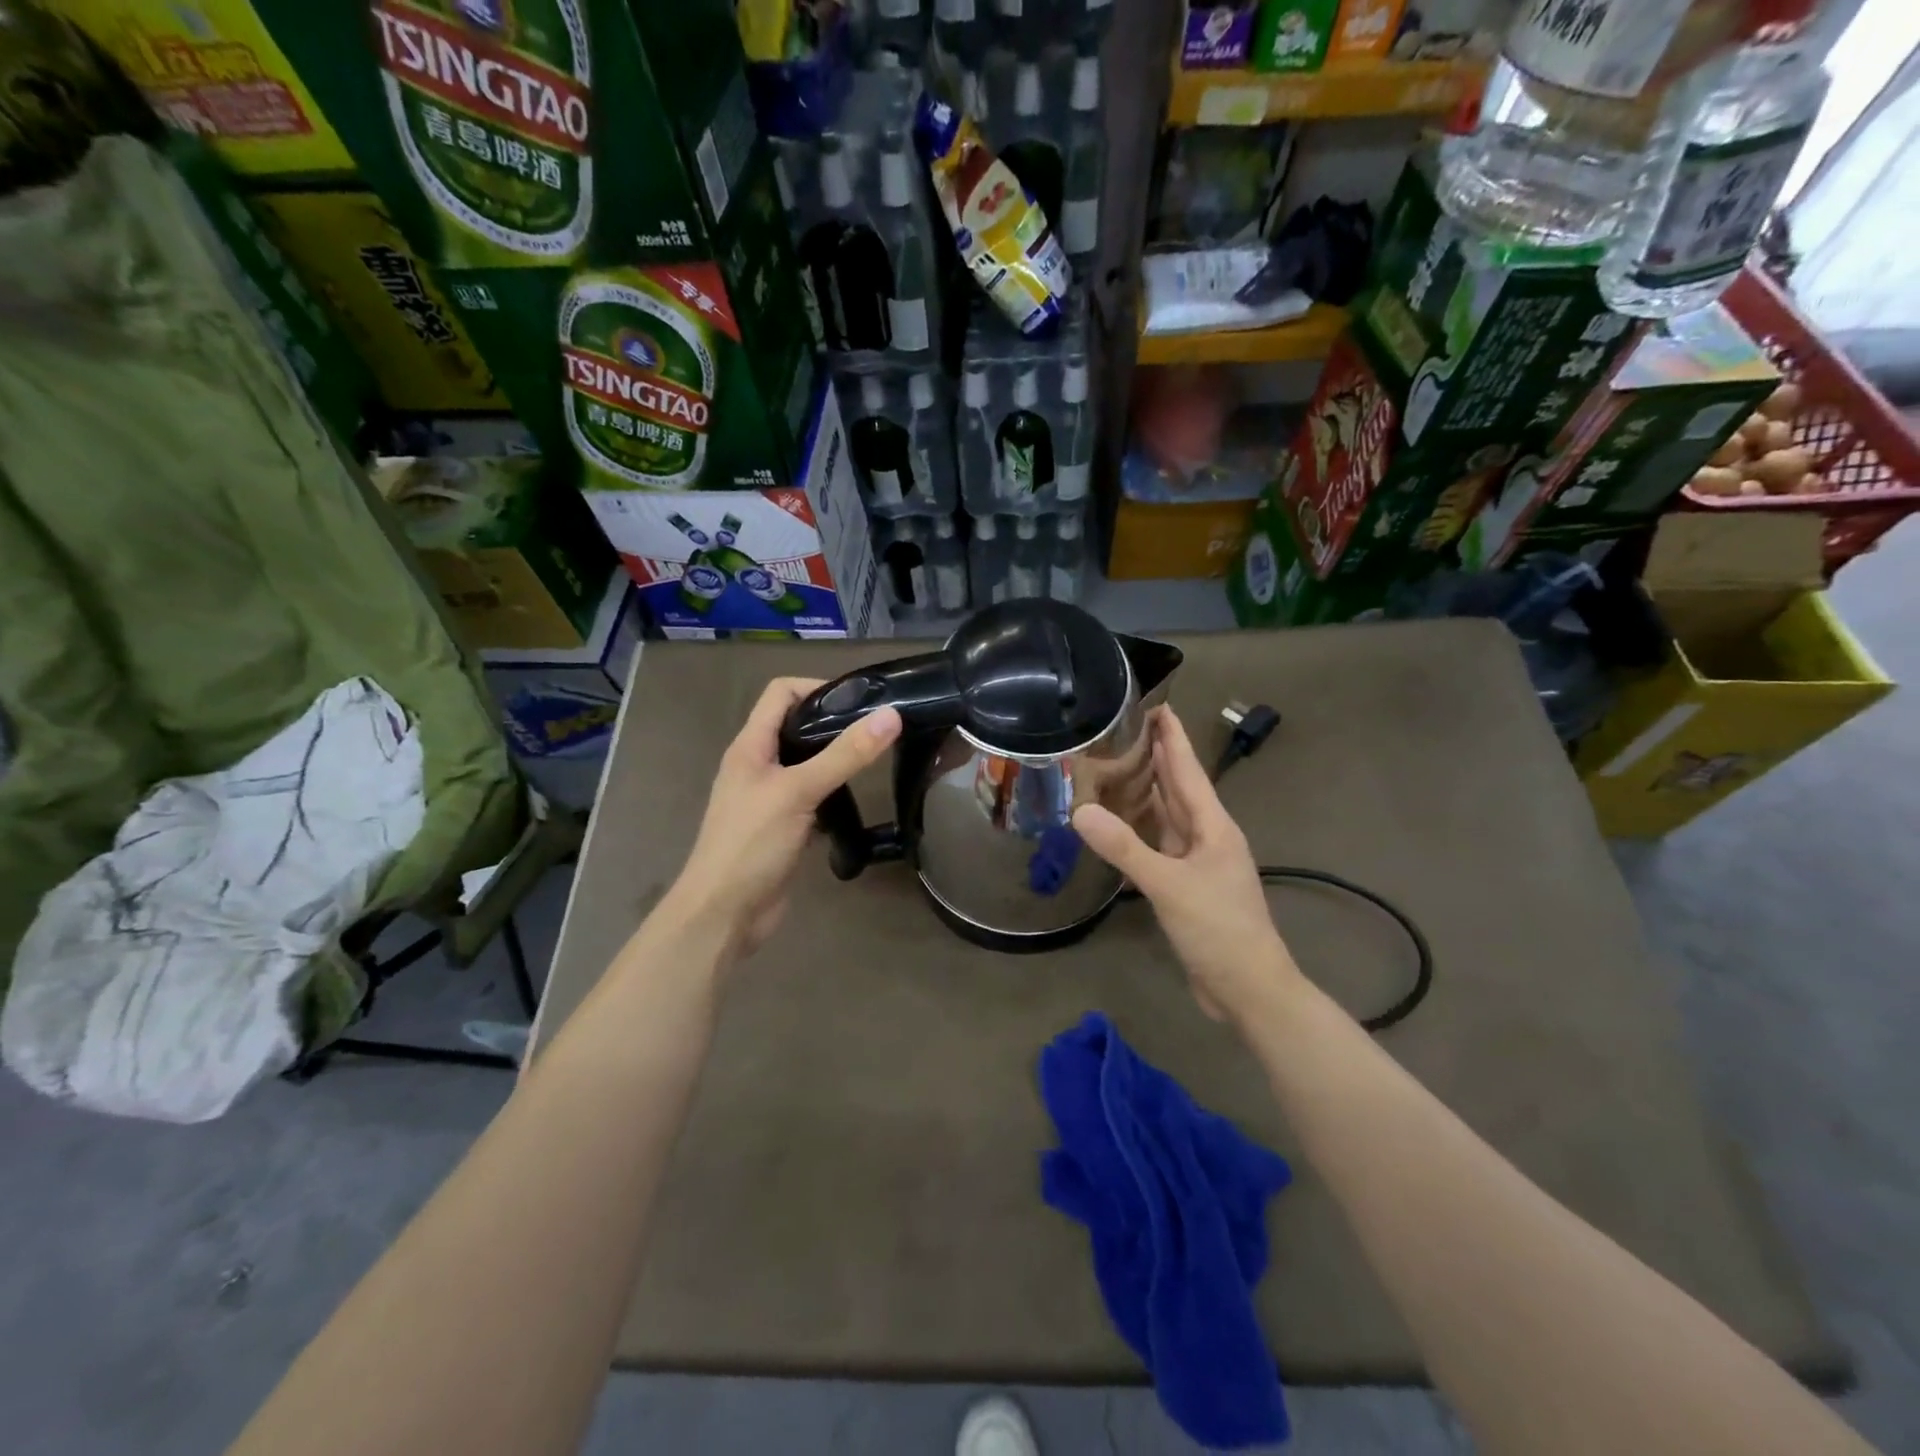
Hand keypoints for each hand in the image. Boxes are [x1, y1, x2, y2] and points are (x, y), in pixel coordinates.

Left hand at [666, 677, 900, 961]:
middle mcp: (757, 765)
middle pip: (796, 727)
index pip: (781, 693)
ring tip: (874, 761)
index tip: (860, 701)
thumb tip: (890, 715)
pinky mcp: (783, 827)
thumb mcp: (799, 792)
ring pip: (807, 765)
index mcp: (750, 746)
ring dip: (835, 761)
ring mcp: (769, 798)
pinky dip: (833, 796)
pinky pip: (811, 799)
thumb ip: (845, 755)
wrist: (723, 915)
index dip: (817, 687)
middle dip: (834, 724)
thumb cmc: (751, 844)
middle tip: (876, 731)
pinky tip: (856, 805)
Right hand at [1073, 708, 1298, 1023]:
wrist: (1249, 988)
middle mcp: (1206, 836)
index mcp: (1213, 826)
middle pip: (1178, 787)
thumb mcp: (1169, 885)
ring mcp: (1197, 862)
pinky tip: (1120, 823)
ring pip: (1167, 816)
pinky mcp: (1185, 885)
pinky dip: (1140, 829)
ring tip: (1115, 766)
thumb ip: (1125, 848)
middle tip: (1123, 728)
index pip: (1187, 770)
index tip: (1156, 704)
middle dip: (1156, 757)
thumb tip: (1080, 811)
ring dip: (1146, 791)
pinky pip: (1159, 844)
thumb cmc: (1218, 929)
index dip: (1172, 737)